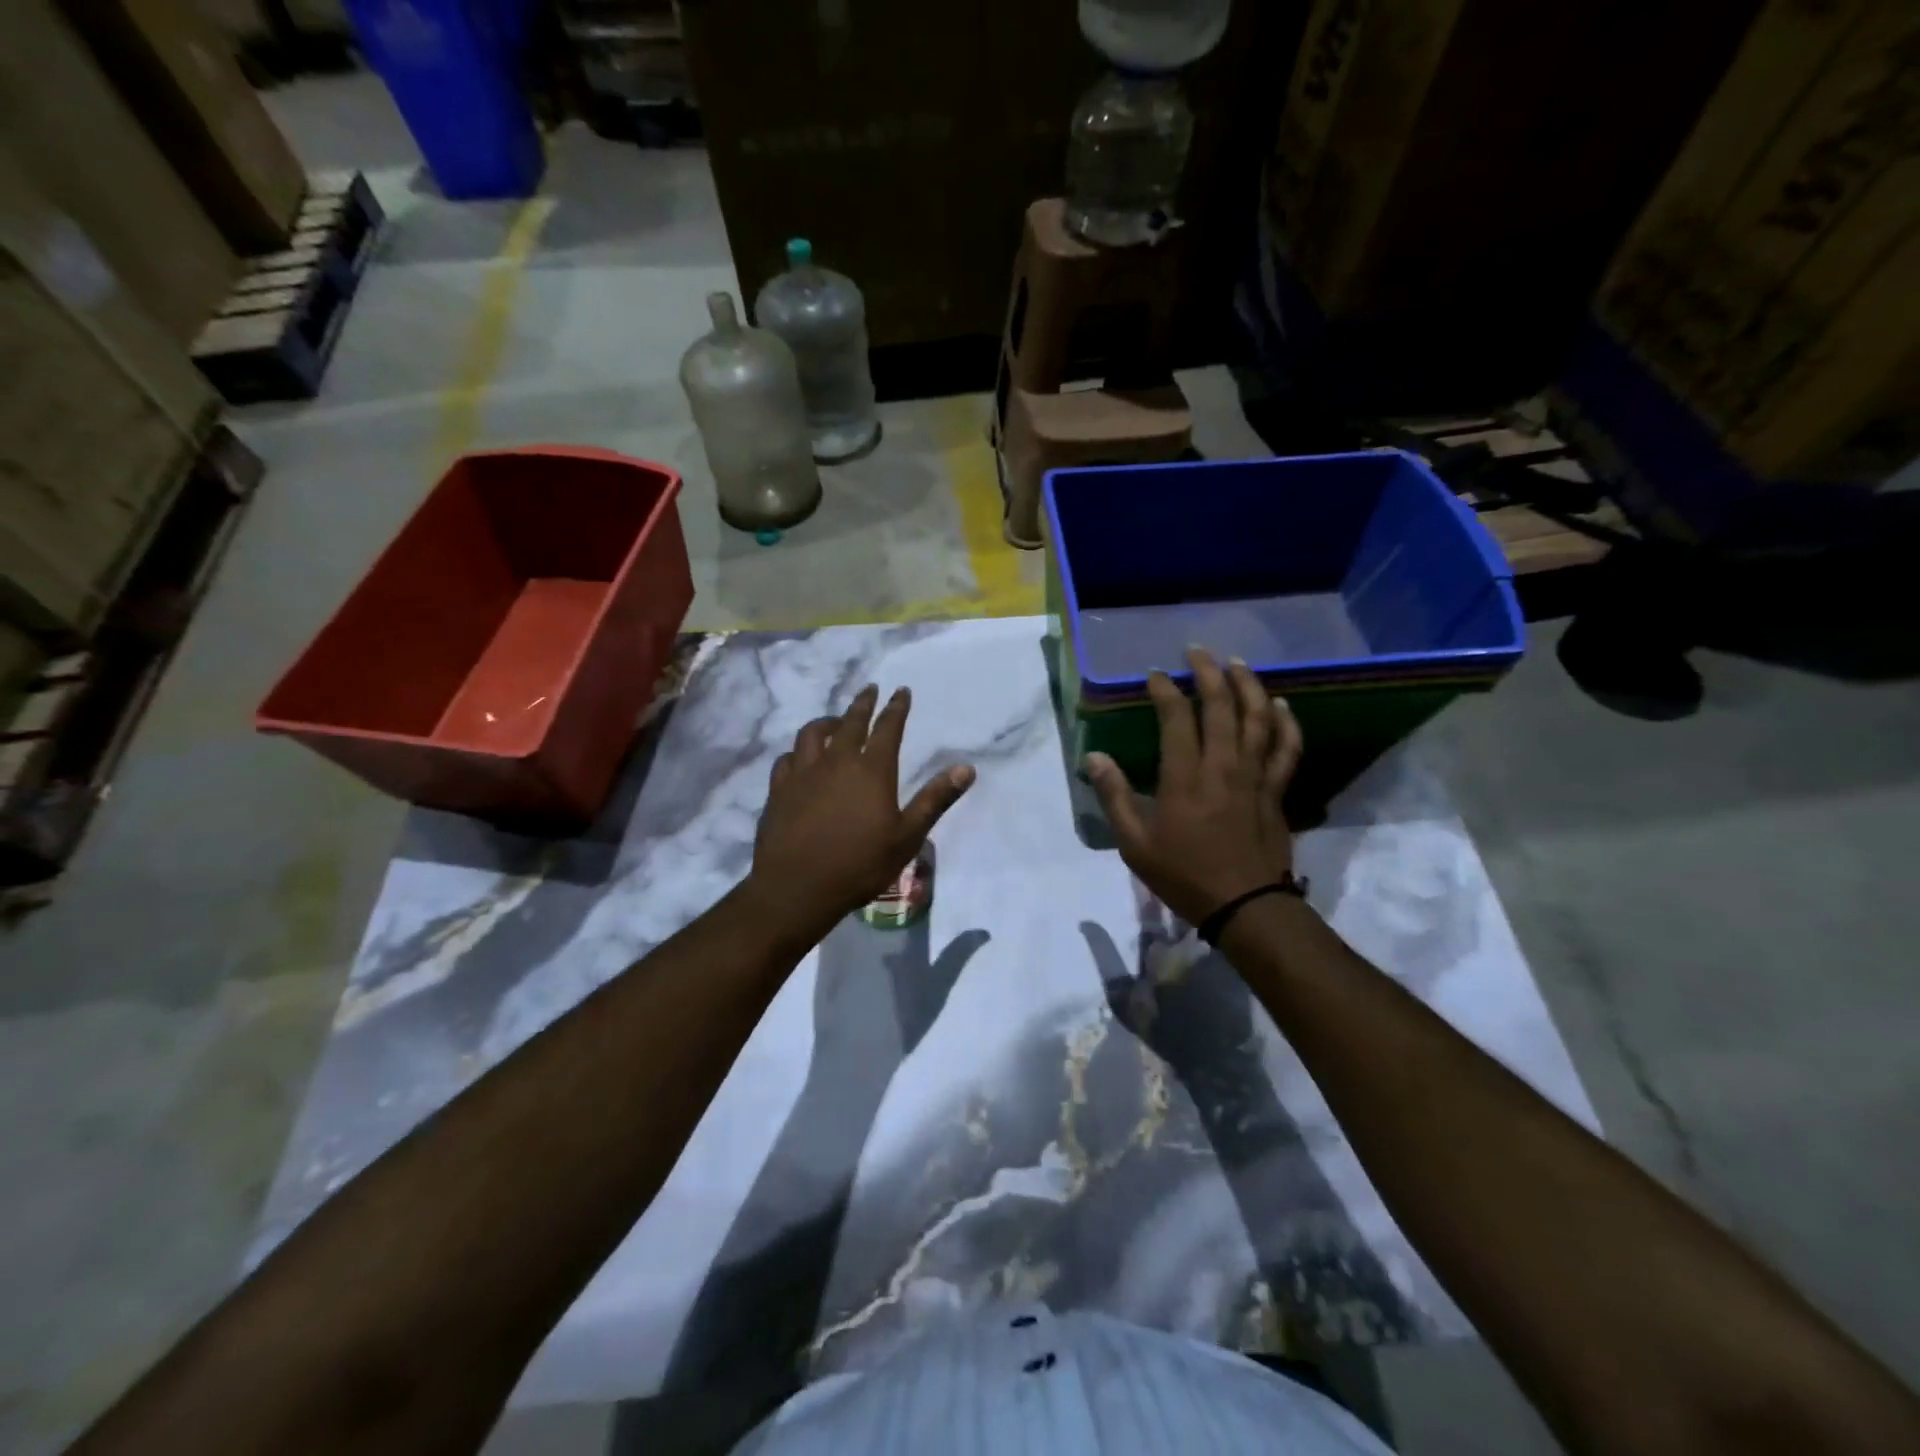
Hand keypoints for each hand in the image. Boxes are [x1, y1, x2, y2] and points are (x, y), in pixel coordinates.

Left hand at [747, 685, 975, 934]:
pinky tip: (799, 758)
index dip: (896, 707)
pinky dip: (798, 752)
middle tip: (870, 690)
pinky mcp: (779, 789)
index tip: (901, 691)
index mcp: (872, 770)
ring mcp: (803, 773)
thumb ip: (935, 799)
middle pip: (850, 721)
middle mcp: (837, 761)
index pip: (888, 727)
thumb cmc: (860, 864)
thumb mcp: (907, 836)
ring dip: (827, 722)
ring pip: (813, 733)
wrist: (798, 886)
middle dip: (863, 703)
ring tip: (835, 722)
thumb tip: (967, 769)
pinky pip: (787, 759)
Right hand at [1085, 648, 1300, 927]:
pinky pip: (1287, 749)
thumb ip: (1115, 797)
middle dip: (1210, 673)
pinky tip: (1282, 706)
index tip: (1155, 675)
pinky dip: (1286, 724)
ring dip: (1249, 686)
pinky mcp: (1276, 791)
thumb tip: (1094, 757)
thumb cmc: (1184, 875)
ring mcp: (1255, 777)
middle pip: (1222, 707)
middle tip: (1198, 651)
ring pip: (1258, 719)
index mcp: (1186, 777)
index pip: (1177, 718)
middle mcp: (1223, 766)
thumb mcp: (1135, 843)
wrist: (1245, 906)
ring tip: (1239, 663)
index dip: (1165, 690)